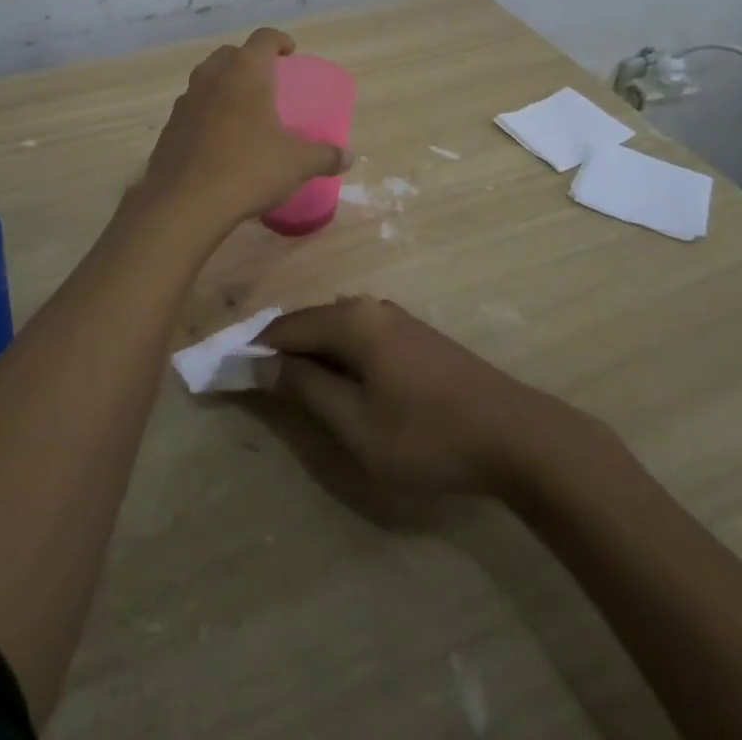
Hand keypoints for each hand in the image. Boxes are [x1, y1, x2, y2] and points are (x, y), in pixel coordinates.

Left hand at [139, 28, 350, 228]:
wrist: (185, 202)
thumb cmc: (248, 168)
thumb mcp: (297, 164)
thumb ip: (324, 156)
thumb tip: (348, 158)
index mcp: (245, 72)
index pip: (263, 38)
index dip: (279, 40)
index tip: (290, 52)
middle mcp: (212, 76)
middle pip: (230, 53)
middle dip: (248, 60)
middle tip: (266, 80)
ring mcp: (186, 100)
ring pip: (206, 79)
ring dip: (224, 85)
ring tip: (242, 109)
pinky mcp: (169, 127)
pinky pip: (192, 108)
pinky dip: (206, 113)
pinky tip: (218, 139)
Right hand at [261, 297, 548, 496]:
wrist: (513, 433)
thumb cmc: (426, 434)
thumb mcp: (355, 423)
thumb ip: (305, 388)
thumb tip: (259, 363)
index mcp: (351, 320)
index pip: (286, 326)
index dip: (255, 349)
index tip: (228, 372)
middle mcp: (371, 307)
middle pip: (310, 322)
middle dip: (282, 352)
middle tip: (259, 389)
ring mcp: (396, 319)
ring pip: (336, 329)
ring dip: (312, 355)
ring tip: (296, 392)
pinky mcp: (414, 336)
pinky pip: (360, 337)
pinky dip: (339, 356)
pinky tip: (342, 386)